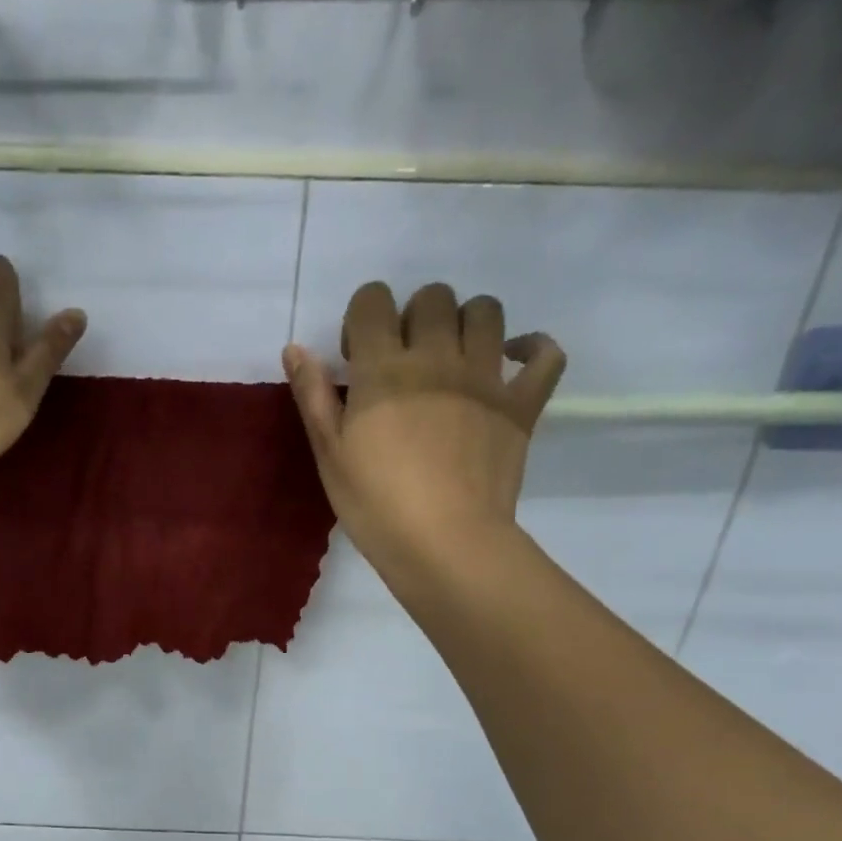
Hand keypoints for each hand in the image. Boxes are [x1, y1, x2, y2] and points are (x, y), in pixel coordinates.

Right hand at [282, 281, 564, 575]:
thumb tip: (295, 347)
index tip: (358, 357)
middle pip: (433, 297)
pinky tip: (514, 361)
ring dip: (467, 322)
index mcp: (385, 368)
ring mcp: (486, 377)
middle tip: (404, 361)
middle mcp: (438, 357)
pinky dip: (533, 349)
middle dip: (414, 316)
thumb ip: (312, 395)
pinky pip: (546, 355)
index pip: (373, 301)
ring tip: (453, 357)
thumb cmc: (374, 503)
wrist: (443, 542)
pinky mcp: (522, 404)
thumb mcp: (329, 453)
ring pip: (487, 311)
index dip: (362, 318)